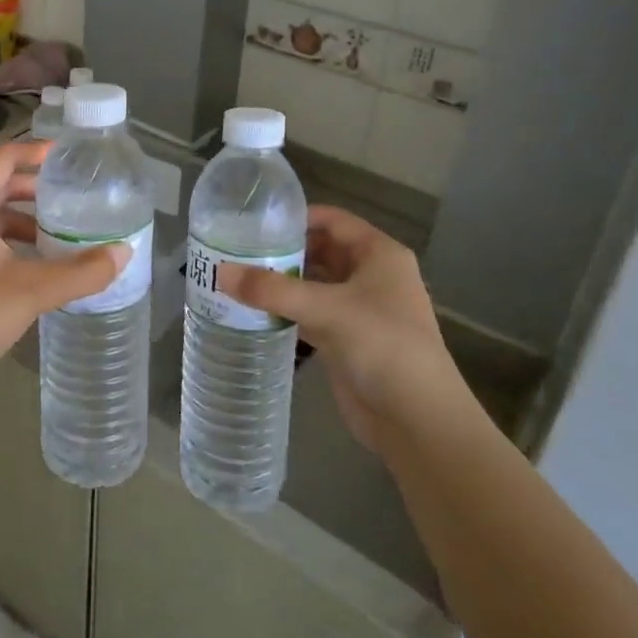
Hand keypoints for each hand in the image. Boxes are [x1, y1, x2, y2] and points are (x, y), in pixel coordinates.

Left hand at [0, 140, 129, 405]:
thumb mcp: (33, 291)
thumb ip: (82, 271)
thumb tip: (124, 253)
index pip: (1, 159)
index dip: (34, 152)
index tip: (66, 156)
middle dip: (32, 187)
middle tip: (71, 194)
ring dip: (20, 216)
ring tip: (58, 229)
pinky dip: (4, 238)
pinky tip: (31, 260)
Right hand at [217, 206, 462, 454]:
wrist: (417, 420)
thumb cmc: (383, 346)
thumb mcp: (326, 309)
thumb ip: (272, 290)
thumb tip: (220, 273)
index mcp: (379, 255)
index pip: (334, 220)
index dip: (298, 217)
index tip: (256, 220)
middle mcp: (372, 276)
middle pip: (322, 251)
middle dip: (284, 251)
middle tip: (238, 249)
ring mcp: (360, 310)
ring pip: (315, 285)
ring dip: (283, 282)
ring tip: (238, 276)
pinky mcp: (347, 341)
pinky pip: (311, 315)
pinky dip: (287, 311)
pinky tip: (254, 311)